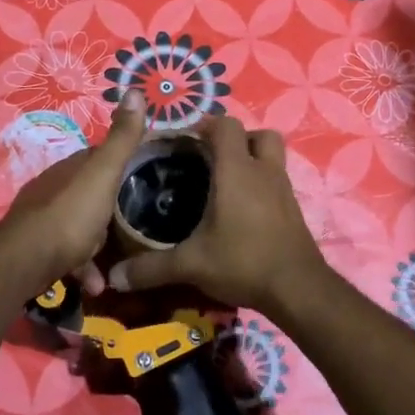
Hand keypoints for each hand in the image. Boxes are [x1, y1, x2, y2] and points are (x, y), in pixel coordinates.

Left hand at [0, 91, 147, 289]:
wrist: (25, 260)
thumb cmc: (71, 214)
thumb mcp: (103, 173)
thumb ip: (121, 138)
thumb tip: (134, 90)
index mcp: (72, 167)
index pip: (101, 156)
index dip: (124, 160)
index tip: (149, 171)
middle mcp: (56, 187)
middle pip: (91, 191)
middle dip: (114, 204)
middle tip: (141, 219)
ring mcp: (45, 218)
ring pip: (81, 224)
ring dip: (101, 242)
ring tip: (122, 260)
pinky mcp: (40, 248)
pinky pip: (70, 254)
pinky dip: (85, 267)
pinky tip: (97, 284)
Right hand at [102, 115, 328, 316]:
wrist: (298, 289)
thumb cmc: (243, 261)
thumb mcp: (192, 265)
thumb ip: (151, 268)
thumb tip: (115, 277)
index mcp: (237, 171)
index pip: (226, 125)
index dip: (207, 125)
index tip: (186, 141)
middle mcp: (263, 171)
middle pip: (258, 134)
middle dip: (236, 139)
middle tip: (212, 158)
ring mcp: (283, 189)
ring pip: (272, 156)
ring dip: (252, 159)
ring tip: (227, 181)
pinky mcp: (293, 209)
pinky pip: (277, 182)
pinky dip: (262, 186)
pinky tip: (243, 211)